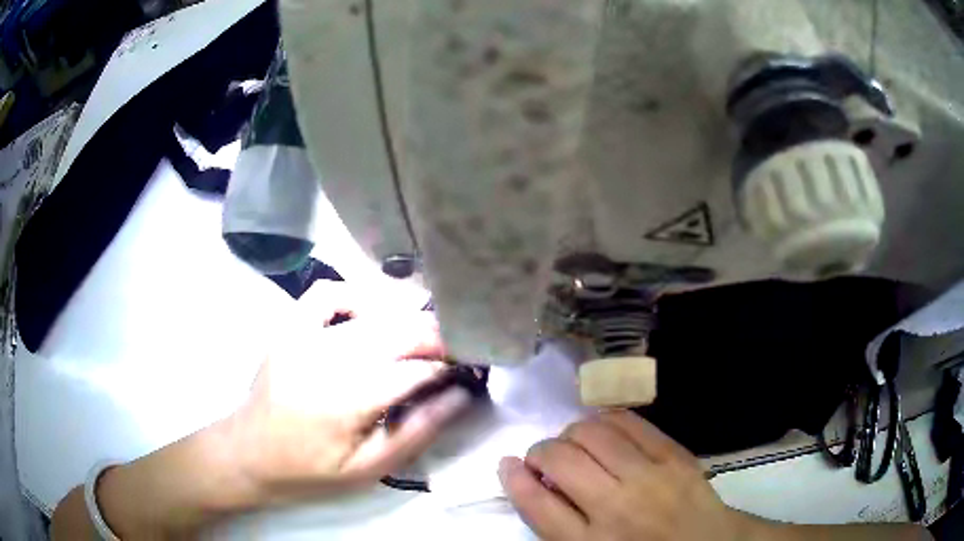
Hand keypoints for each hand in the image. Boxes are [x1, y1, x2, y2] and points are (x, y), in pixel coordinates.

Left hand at [53, 284, 471, 539]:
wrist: (248, 452)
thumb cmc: (310, 470)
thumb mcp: (369, 469)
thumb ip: (418, 431)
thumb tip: (461, 396)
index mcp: (347, 399)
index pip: (415, 368)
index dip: (450, 364)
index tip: (473, 365)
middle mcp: (327, 356)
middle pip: (398, 331)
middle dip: (437, 335)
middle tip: (460, 346)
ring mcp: (303, 334)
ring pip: (371, 310)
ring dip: (408, 315)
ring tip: (430, 329)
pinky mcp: (289, 326)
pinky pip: (328, 293)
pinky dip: (357, 294)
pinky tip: (375, 310)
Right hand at [498, 412, 742, 540]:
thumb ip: (558, 524)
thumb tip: (530, 480)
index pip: (536, 503)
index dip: (513, 478)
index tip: (507, 464)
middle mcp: (615, 507)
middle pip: (560, 460)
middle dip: (539, 452)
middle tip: (544, 458)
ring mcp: (649, 476)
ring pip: (591, 432)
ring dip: (570, 434)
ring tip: (574, 444)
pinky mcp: (674, 454)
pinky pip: (628, 421)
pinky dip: (604, 420)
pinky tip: (602, 430)